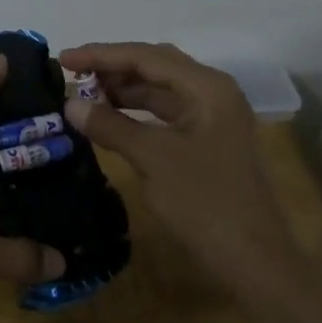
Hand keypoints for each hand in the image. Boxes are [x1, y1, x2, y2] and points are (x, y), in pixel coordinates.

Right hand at [60, 42, 297, 292]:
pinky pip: (165, 112)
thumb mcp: (153, 160)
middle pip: (153, 66)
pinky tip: (110, 118)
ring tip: (84, 94)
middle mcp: (212, 91)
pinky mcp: (208, 140)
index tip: (63, 58)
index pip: (145, 56)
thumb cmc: (207, 205)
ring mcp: (212, 116)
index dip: (101, 55)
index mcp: (206, 86)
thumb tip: (70, 103)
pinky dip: (135, 111)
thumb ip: (110, 126)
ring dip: (122, 89)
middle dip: (111, 68)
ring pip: (159, 89)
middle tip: (72, 74)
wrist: (258, 268)